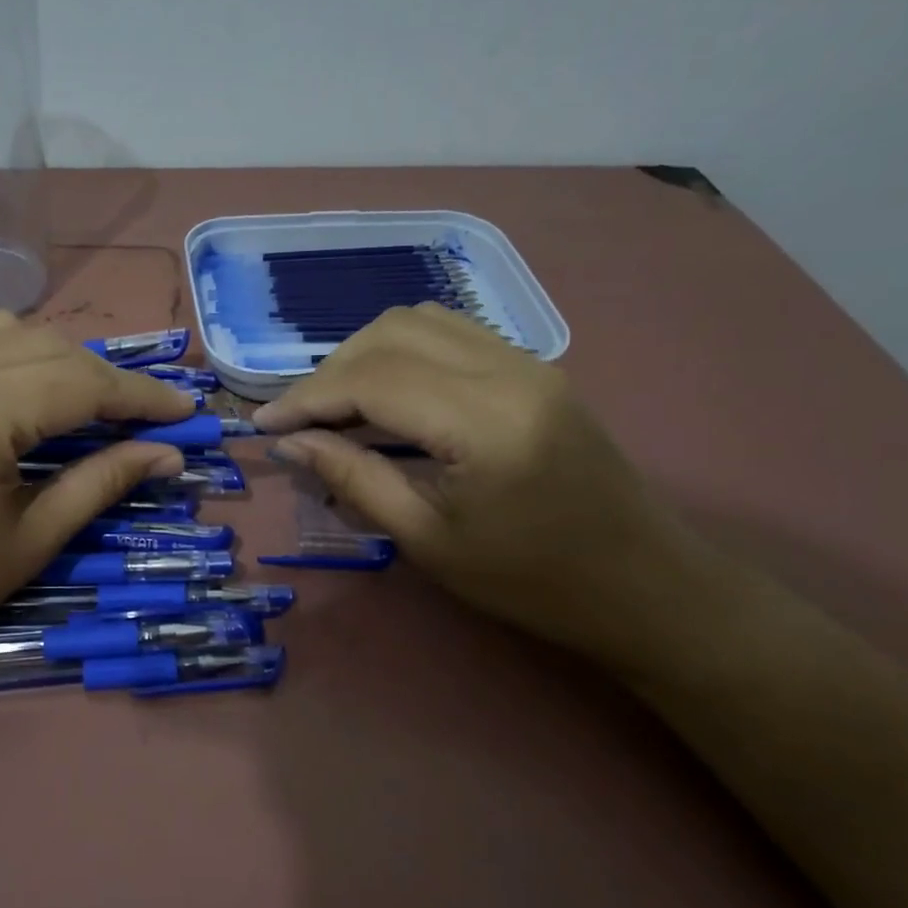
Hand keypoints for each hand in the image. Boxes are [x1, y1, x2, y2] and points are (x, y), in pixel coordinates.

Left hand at [0, 313, 195, 680]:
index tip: (185, 411)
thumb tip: (167, 454)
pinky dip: (0, 356)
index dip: (143, 396)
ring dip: (52, 356)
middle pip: (49, 345)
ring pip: (2, 329)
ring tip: (74, 402)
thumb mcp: (31, 540)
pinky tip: (8, 396)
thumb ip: (103, 483)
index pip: (84, 383)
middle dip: (103, 377)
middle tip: (136, 417)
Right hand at [251, 304, 698, 664]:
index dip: (308, 396)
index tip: (264, 425)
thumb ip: (354, 479)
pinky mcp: (534, 368)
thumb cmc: (531, 582)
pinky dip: (401, 352)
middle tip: (300, 421)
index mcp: (484, 421)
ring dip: (364, 354)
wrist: (643, 585)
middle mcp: (507, 370)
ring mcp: (527, 361)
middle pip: (392, 332)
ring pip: (420, 321)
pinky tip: (385, 394)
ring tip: (335, 406)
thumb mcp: (429, 540)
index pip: (372, 378)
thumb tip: (290, 443)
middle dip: (331, 370)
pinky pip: (450, 334)